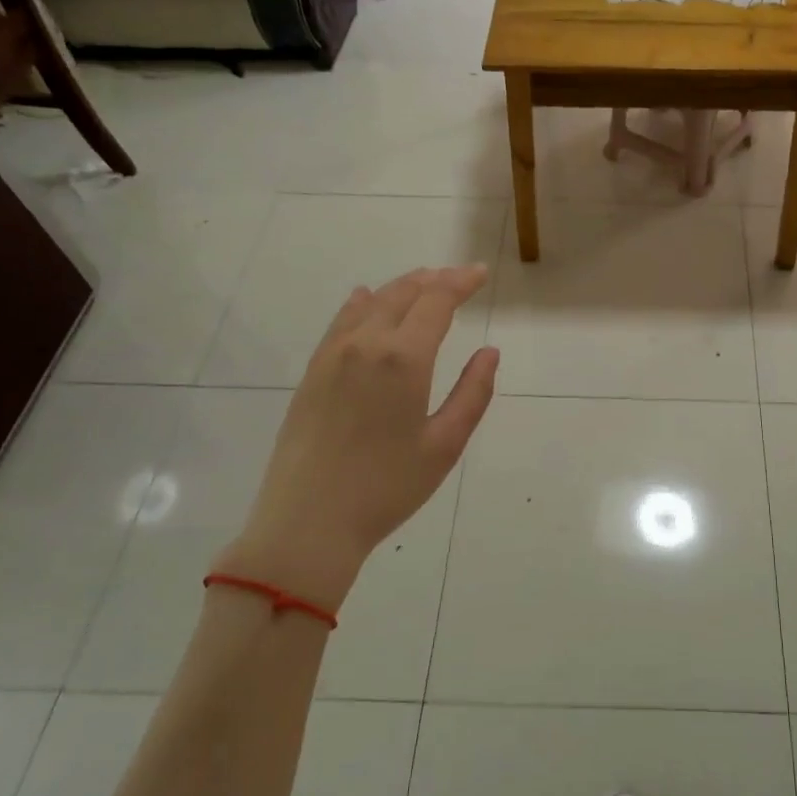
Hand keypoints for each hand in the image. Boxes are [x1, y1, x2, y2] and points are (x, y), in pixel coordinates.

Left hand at [229, 265, 498, 608]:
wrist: (308, 522)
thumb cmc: (386, 488)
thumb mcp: (444, 445)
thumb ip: (472, 393)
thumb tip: (489, 352)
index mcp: (403, 359)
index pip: (437, 301)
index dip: (461, 283)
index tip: (481, 274)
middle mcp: (366, 344)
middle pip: (403, 293)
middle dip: (435, 279)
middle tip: (460, 277)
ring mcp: (332, 355)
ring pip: (371, 302)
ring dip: (402, 287)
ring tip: (424, 282)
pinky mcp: (312, 372)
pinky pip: (341, 321)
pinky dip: (362, 303)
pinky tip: (366, 299)